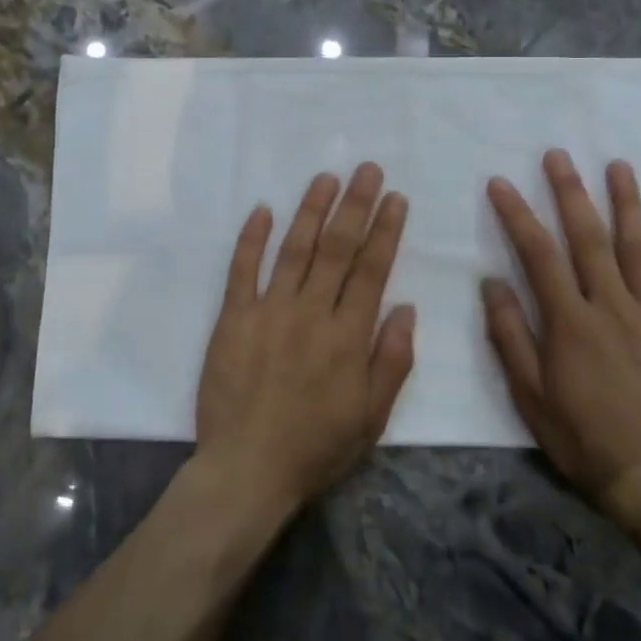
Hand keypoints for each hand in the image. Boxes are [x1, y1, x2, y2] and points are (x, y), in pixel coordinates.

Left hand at [194, 164, 416, 516]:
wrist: (247, 470)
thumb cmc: (315, 447)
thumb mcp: (372, 417)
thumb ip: (392, 361)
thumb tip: (406, 308)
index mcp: (348, 336)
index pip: (372, 270)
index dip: (385, 230)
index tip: (395, 198)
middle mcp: (311, 313)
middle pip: (337, 248)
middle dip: (355, 205)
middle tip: (366, 169)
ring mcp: (269, 311)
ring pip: (295, 249)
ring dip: (311, 210)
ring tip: (325, 178)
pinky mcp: (233, 318)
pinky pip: (242, 270)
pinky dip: (252, 238)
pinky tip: (262, 209)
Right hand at [482, 150, 640, 524]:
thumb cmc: (583, 438)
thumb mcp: (530, 396)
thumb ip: (510, 335)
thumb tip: (491, 282)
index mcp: (570, 322)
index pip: (539, 255)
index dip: (517, 215)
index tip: (500, 183)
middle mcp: (612, 307)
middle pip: (588, 238)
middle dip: (570, 192)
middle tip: (557, 155)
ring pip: (638, 249)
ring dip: (627, 203)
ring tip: (619, 165)